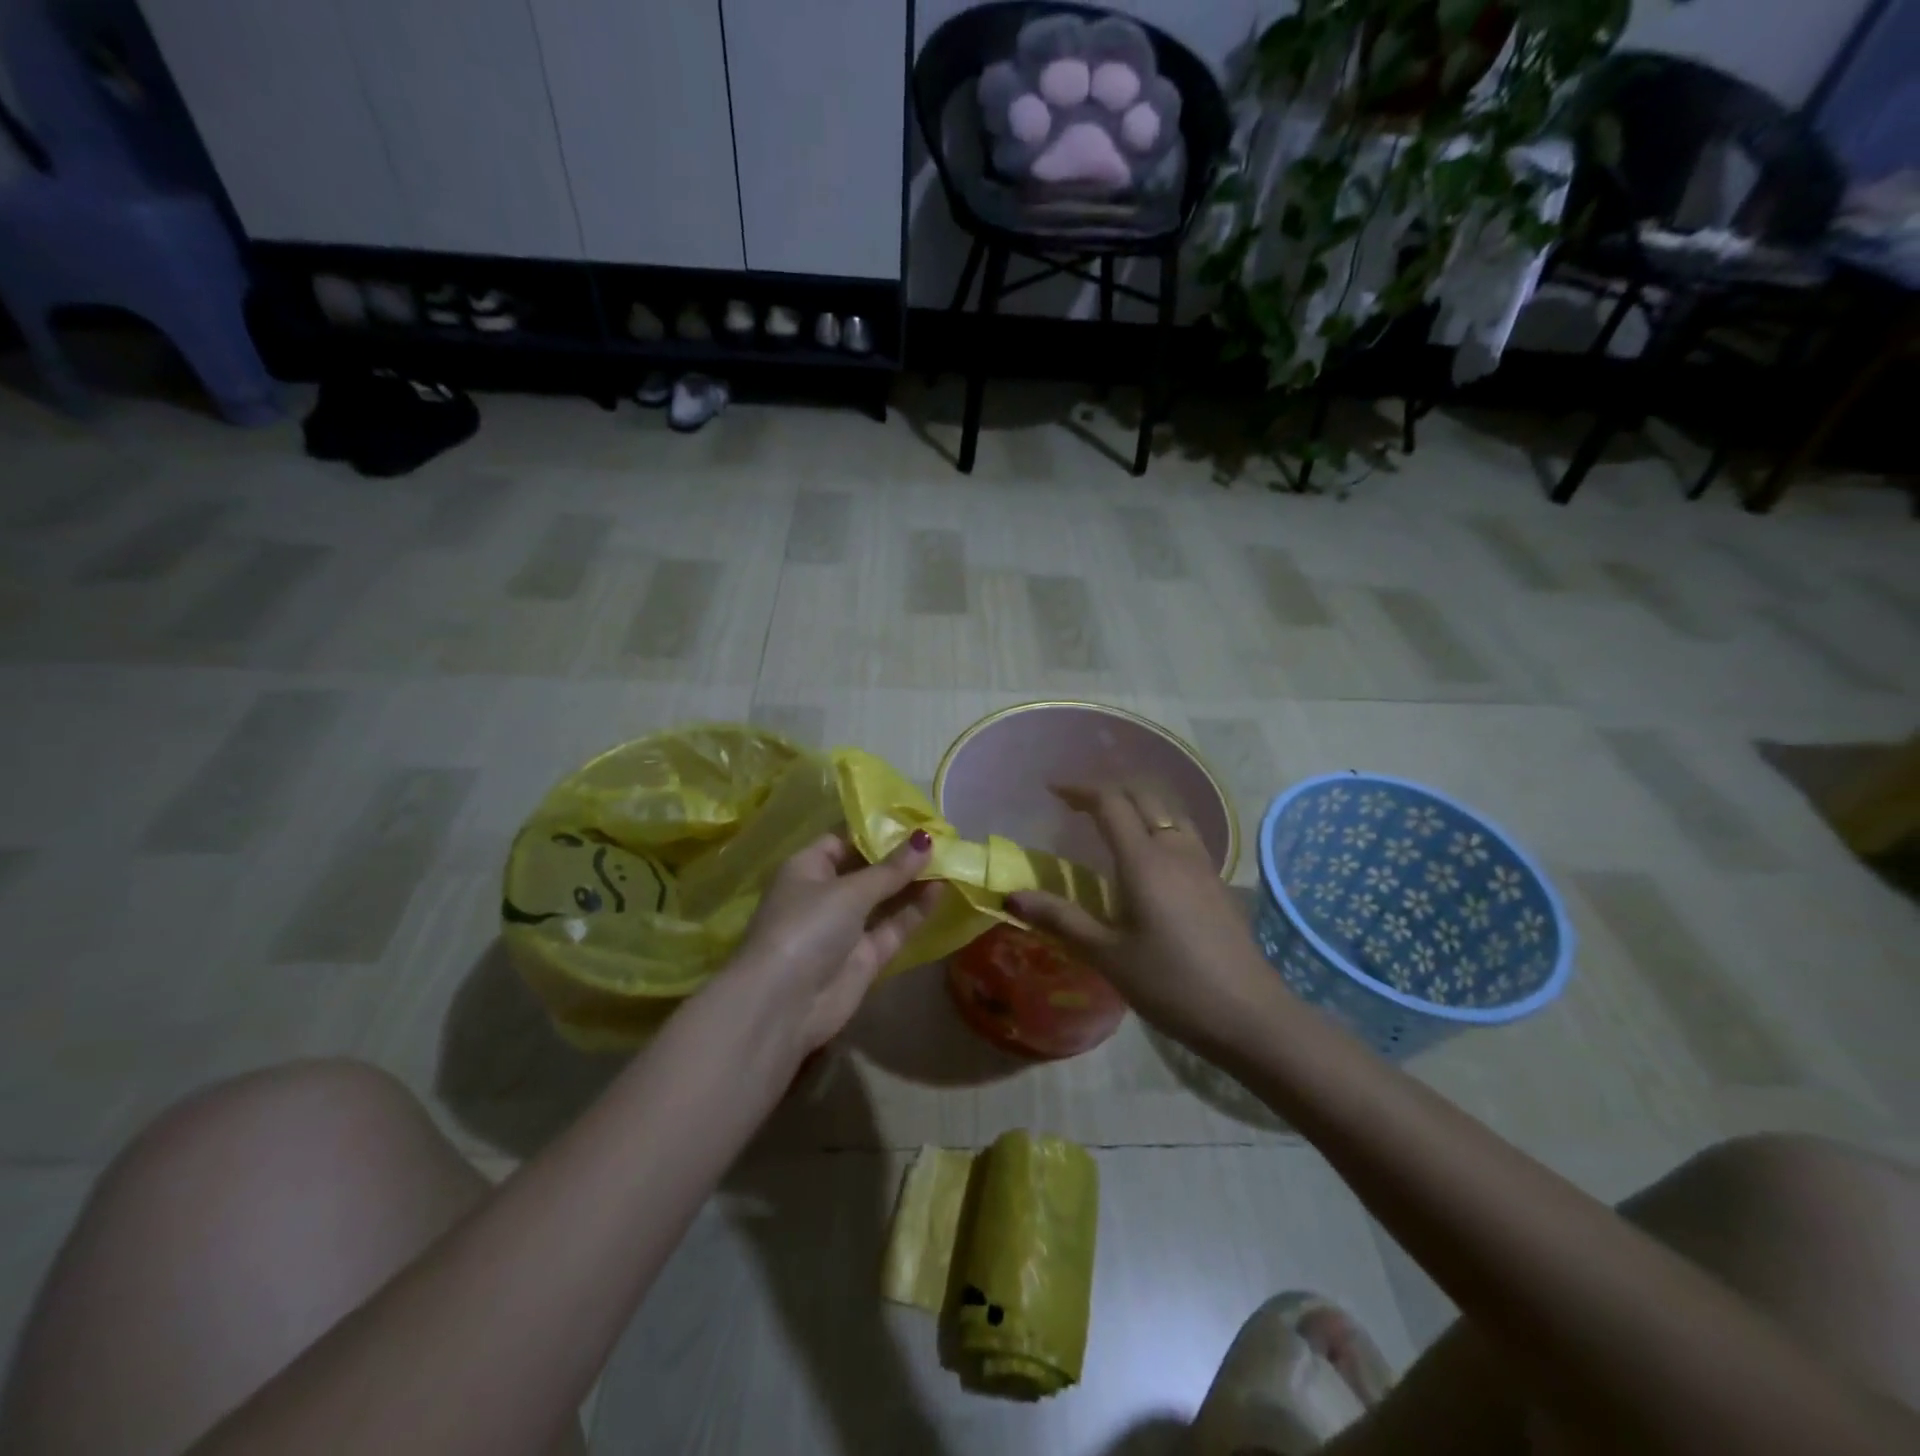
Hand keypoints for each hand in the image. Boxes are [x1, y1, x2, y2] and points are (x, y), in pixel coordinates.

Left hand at [726, 828, 941, 1060]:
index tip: (912, 818)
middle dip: (899, 856)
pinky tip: (941, 889)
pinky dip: (914, 911)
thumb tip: (926, 838)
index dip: (875, 829)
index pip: (842, 840)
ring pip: (883, 899)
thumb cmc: (807, 927)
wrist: (784, 1004)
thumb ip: (891, 869)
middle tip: (940, 836)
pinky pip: (892, 927)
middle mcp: (825, 895)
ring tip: (949, 859)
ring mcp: (845, 928)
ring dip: (911, 882)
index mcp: (807, 868)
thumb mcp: (849, 890)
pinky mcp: (864, 957)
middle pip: (866, 869)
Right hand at [1007, 784, 1277, 1054]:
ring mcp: (1201, 862)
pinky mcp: (1216, 880)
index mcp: (1144, 860)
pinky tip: (1149, 851)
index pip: (1110, 802)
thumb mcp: (1108, 956)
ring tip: (1111, 818)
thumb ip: (1061, 919)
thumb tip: (1012, 895)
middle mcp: (1174, 848)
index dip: (1080, 790)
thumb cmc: (1171, 984)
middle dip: (1107, 789)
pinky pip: (1183, 830)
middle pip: (1143, 795)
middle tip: (1077, 803)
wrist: (1249, 1015)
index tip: (1053, 791)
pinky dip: (1157, 821)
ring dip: (1137, 801)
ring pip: (1168, 809)